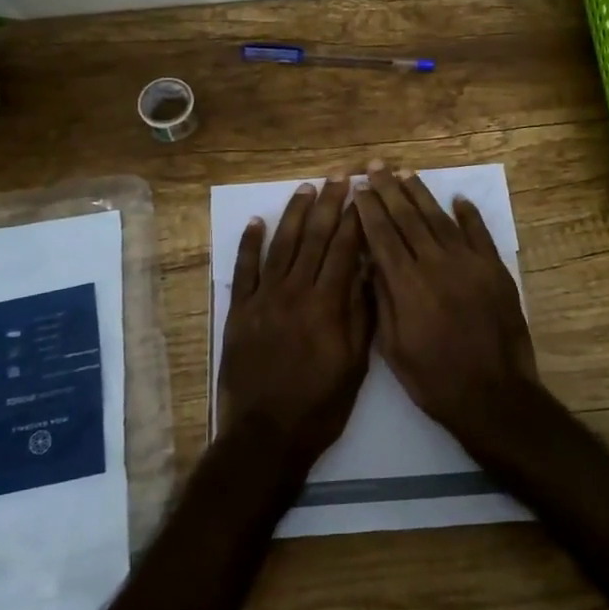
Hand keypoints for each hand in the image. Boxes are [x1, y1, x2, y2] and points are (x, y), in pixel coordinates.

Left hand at [217, 169, 372, 470]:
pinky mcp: (239, 310)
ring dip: (294, 213)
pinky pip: (244, 269)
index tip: (363, 192)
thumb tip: (368, 271)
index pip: (344, 249)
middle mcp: (295, 291)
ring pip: (282, 245)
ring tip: (306, 188)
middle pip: (315, 237)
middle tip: (339, 175)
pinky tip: (256, 221)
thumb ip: (361, 314)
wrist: (266, 434)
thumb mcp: (356, 365)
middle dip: (329, 203)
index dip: (355, 218)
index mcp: (328, 304)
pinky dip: (249, 243)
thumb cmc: (320, 405)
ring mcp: (264, 298)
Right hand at [351, 160, 541, 443]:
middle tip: (376, 166)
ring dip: (422, 194)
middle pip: (408, 218)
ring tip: (406, 173)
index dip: (369, 209)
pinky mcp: (495, 270)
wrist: (493, 395)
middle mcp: (436, 264)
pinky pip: (480, 234)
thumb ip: (382, 300)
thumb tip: (370, 263)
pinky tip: (458, 199)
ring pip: (440, 219)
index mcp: (407, 285)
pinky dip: (469, 214)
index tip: (358, 188)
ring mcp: (469, 264)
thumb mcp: (393, 348)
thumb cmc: (434, 379)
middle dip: (390, 190)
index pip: (382, 236)